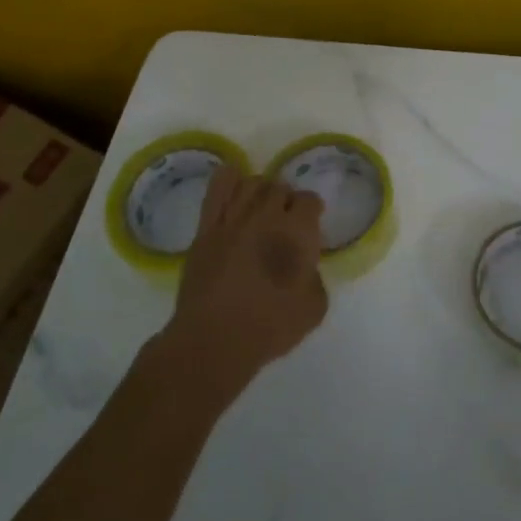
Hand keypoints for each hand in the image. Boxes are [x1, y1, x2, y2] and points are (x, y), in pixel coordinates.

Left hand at [163, 166, 327, 394]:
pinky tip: (234, 188)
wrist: (213, 340)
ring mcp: (233, 218)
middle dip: (287, 201)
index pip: (310, 200)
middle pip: (280, 187)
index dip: (312, 212)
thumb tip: (305, 266)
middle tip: (285, 223)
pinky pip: (217, 188)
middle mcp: (266, 215)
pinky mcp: (206, 228)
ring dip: (261, 192)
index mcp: (297, 232)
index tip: (310, 227)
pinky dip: (229, 180)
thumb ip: (315, 278)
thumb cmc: (269, 327)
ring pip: (251, 183)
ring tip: (261, 209)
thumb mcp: (314, 308)